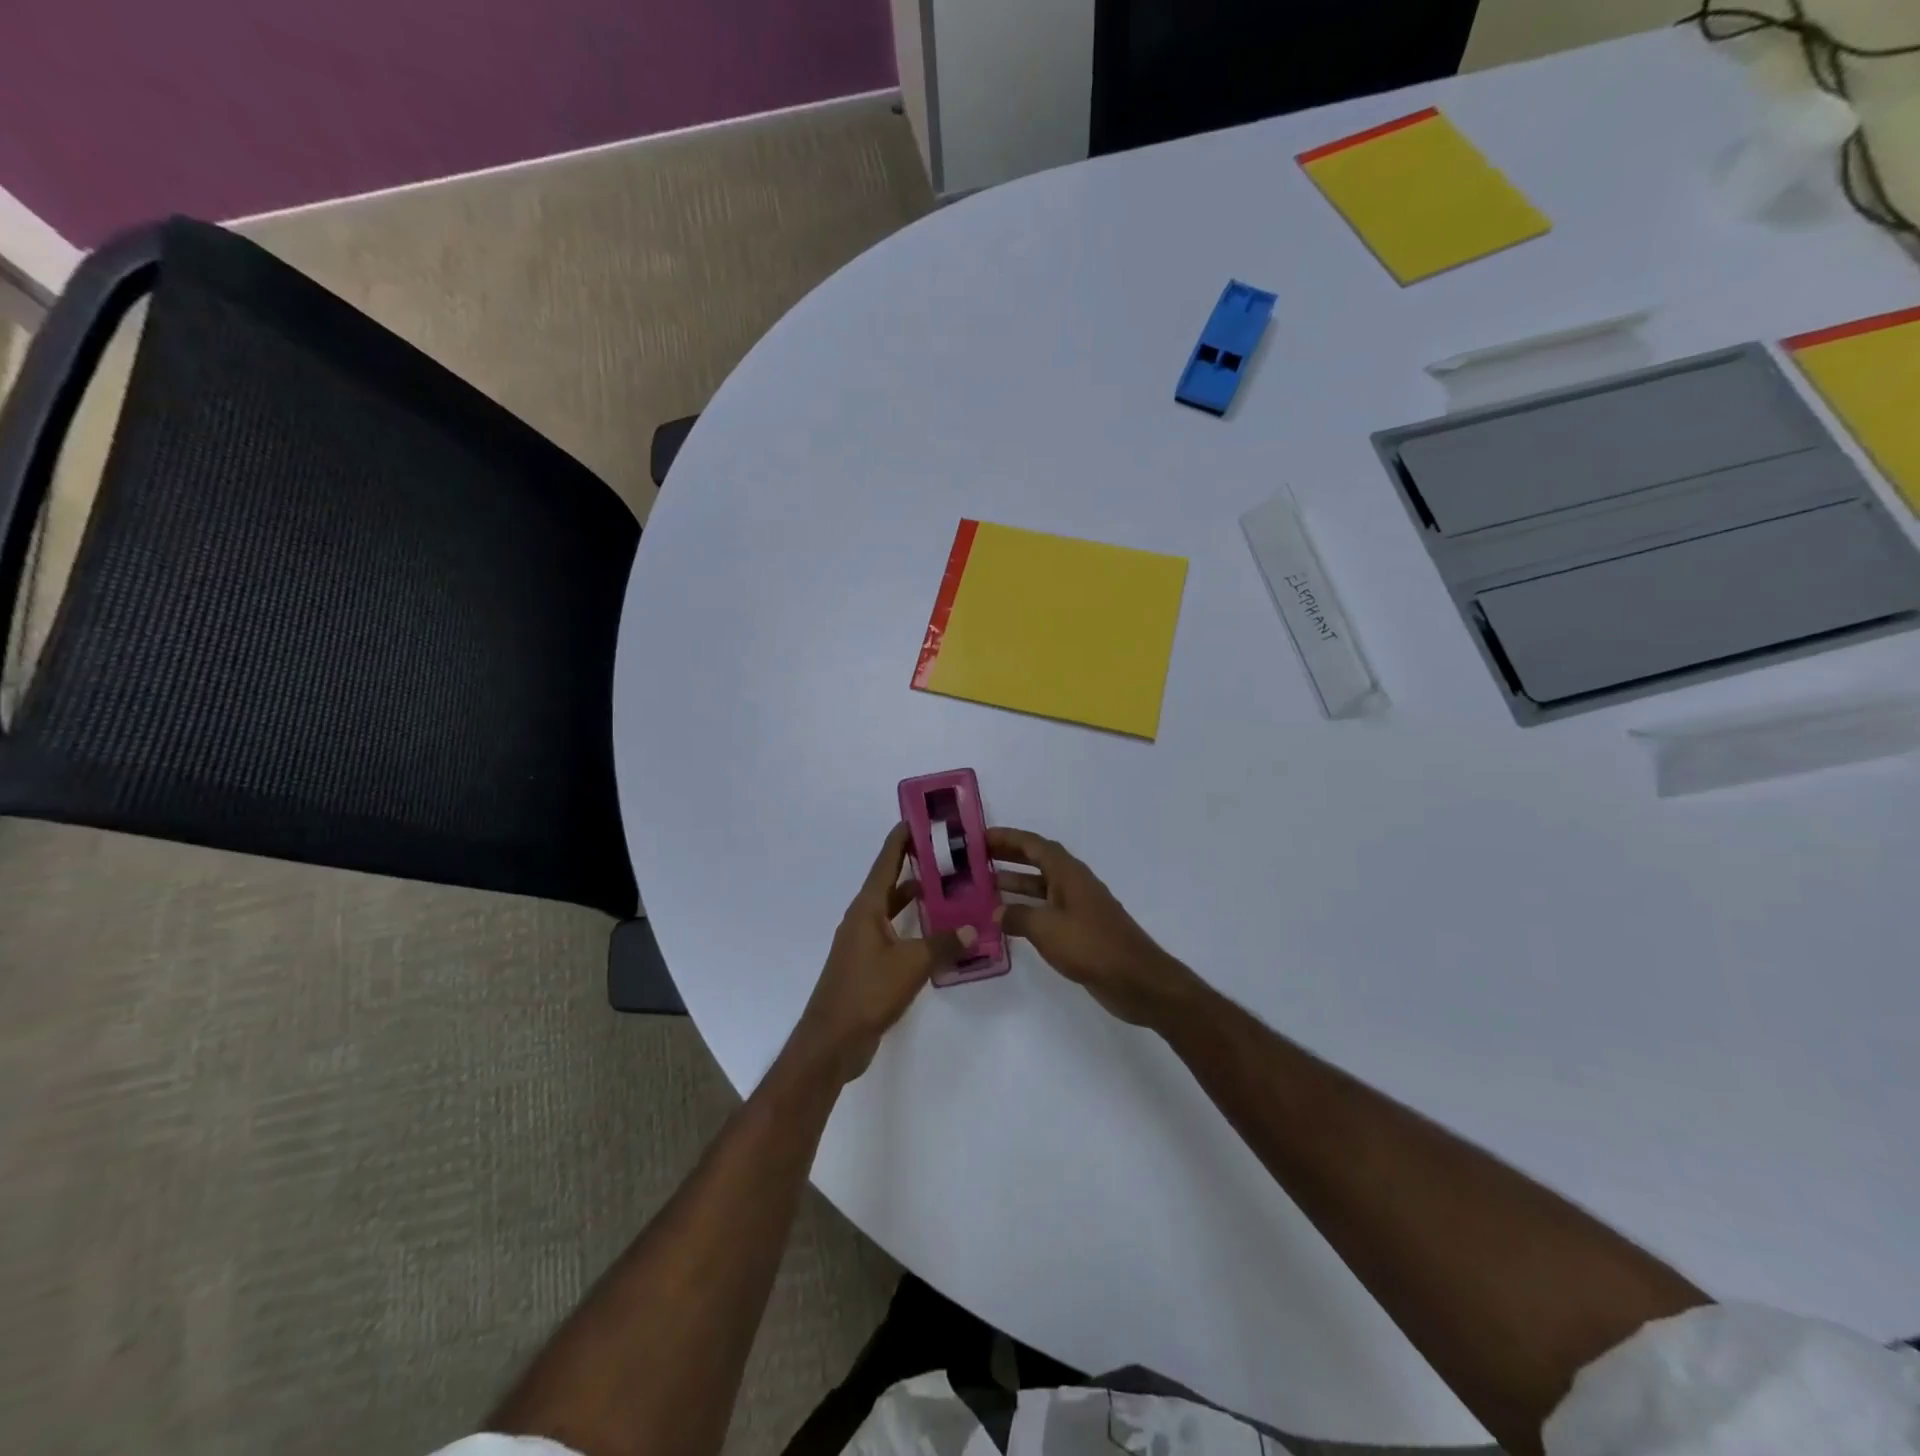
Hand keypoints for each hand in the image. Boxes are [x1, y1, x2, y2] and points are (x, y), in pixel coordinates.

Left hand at [789, 823, 975, 1083]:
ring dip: (916, 898)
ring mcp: (863, 944)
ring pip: (893, 910)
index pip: (885, 863)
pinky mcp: (868, 966)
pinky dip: (914, 927)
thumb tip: (973, 928)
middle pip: (890, 883)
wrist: (833, 1041)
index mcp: (867, 909)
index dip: (900, 840)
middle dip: (914, 866)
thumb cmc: (868, 992)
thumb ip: (944, 944)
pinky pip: (895, 934)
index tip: (917, 819)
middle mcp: (862, 919)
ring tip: (949, 888)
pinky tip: (937, 934)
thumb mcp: (912, 964)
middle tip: (945, 853)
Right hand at [987, 827, 1200, 1027]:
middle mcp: (1073, 882)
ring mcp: (1078, 906)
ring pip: (1041, 886)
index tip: (979, 836)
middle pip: (1037, 860)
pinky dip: (1027, 908)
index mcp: (1067, 872)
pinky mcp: (1080, 929)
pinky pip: (1047, 909)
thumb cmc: (1090, 945)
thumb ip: (1017, 915)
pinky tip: (1008, 920)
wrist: (1135, 979)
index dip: (1006, 837)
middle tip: (976, 858)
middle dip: (1008, 856)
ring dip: (1015, 883)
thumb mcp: (1046, 927)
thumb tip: (997, 911)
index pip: (1032, 844)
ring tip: (984, 887)